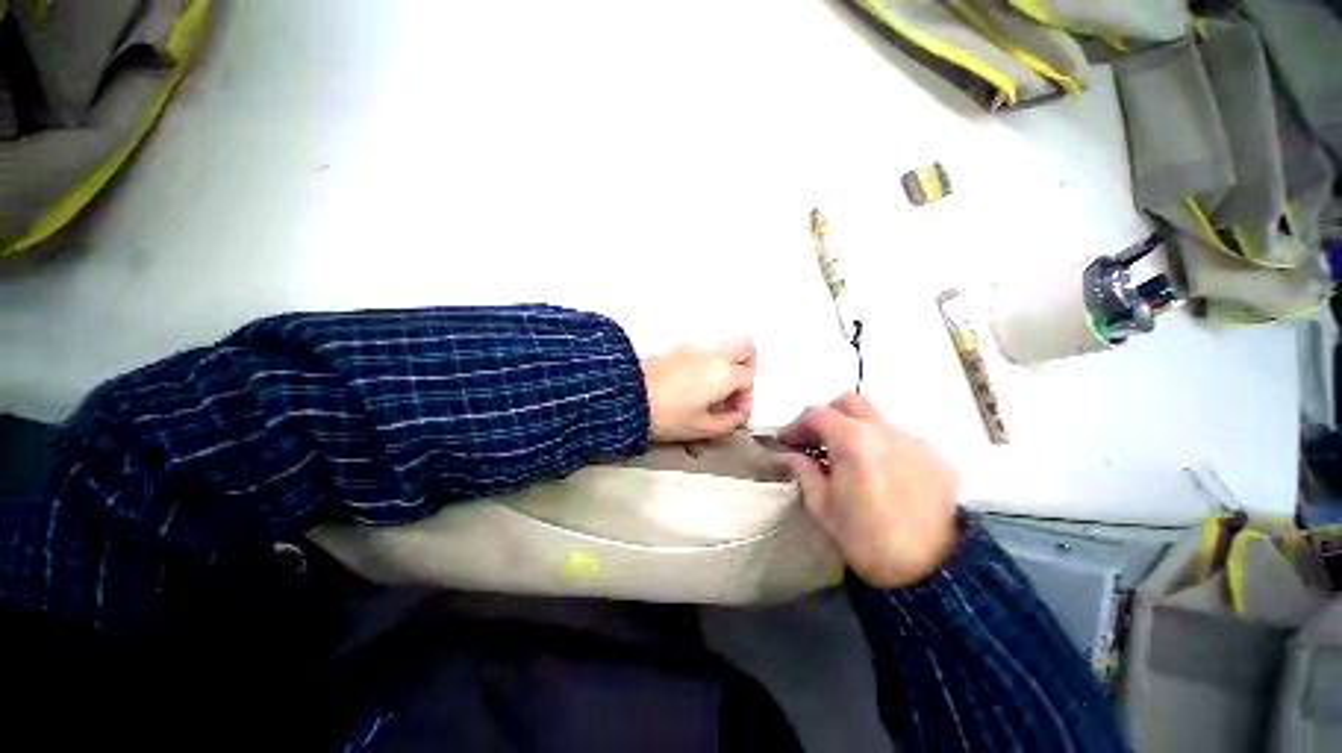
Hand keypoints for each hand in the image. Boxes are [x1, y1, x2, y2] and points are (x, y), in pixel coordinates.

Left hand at [642, 337, 755, 441]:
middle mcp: (712, 355)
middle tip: (734, 393)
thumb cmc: (668, 415)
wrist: (626, 397)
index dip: (747, 400)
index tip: (735, 417)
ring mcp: (692, 350)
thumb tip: (735, 417)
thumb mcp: (702, 428)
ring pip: (719, 353)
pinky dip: (702, 371)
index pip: (750, 379)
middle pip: (744, 347)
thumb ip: (727, 423)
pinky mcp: (673, 352)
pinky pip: (699, 357)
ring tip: (708, 399)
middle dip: (745, 369)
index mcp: (726, 372)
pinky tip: (689, 394)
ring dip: (722, 372)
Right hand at [779, 392, 958, 588]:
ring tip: (858, 468)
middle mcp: (887, 430)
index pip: (817, 414)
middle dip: (830, 416)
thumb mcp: (825, 512)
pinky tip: (891, 484)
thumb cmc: (867, 543)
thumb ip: (806, 475)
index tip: (787, 444)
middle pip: (852, 403)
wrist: (927, 565)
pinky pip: (908, 445)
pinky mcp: (938, 458)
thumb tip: (791, 456)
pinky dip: (892, 455)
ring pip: (882, 423)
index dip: (796, 425)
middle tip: (819, 444)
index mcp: (854, 441)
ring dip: (863, 435)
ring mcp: (917, 441)